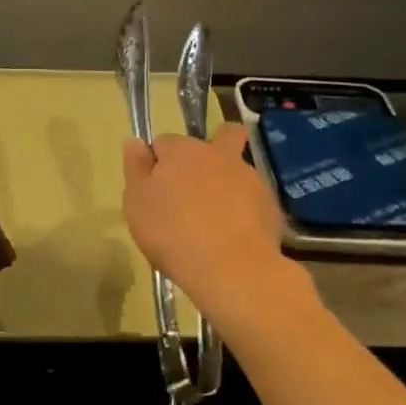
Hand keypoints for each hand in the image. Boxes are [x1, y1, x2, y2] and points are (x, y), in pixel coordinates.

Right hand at [122, 126, 284, 318]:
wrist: (230, 268)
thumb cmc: (172, 233)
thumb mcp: (137, 203)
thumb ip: (135, 168)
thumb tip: (135, 142)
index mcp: (183, 151)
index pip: (165, 142)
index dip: (158, 162)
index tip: (154, 189)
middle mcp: (219, 155)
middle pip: (221, 136)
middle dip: (213, 147)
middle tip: (197, 183)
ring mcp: (250, 178)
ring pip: (237, 169)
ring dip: (227, 183)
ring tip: (216, 219)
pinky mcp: (270, 204)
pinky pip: (253, 199)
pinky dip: (244, 210)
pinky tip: (234, 235)